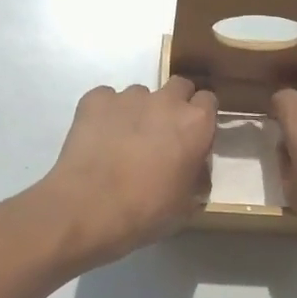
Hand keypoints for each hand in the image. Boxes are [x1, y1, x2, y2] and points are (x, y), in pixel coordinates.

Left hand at [37, 77, 217, 267]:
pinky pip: (106, 99)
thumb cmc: (146, 210)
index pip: (208, 100)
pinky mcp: (94, 99)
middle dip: (174, 105)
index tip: (192, 135)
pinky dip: (106, 113)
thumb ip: (197, 174)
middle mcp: (165, 100)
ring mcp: (128, 96)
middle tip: (162, 134)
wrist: (88, 207)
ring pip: (140, 94)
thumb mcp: (187, 203)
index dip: (200, 117)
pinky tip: (98, 138)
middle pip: (178, 86)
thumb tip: (194, 165)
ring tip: (123, 140)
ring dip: (138, 111)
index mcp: (195, 123)